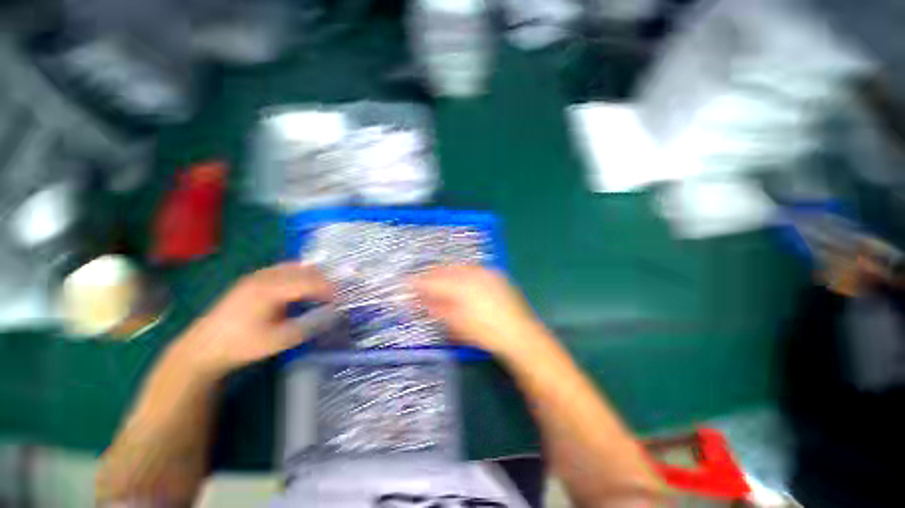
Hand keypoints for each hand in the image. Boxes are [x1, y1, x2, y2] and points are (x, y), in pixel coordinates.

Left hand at [176, 263, 332, 375]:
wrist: (204, 346)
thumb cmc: (243, 344)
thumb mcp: (280, 340)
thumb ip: (310, 325)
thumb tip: (334, 314)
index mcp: (272, 289)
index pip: (311, 281)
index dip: (330, 289)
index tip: (341, 300)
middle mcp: (266, 275)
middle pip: (305, 270)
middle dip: (325, 281)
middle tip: (335, 297)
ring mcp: (258, 274)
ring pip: (296, 267)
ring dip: (313, 277)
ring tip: (322, 292)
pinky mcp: (253, 278)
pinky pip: (284, 269)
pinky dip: (300, 275)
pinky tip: (301, 287)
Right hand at [412, 266, 547, 357]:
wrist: (520, 334)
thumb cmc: (486, 333)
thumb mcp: (457, 325)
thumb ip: (437, 309)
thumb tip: (420, 300)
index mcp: (461, 287)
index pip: (432, 281)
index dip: (417, 283)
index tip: (406, 285)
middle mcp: (472, 273)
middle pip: (443, 270)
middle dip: (429, 276)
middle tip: (419, 284)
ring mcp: (485, 272)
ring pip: (457, 267)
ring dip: (444, 273)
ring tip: (436, 282)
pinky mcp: (494, 274)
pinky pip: (471, 268)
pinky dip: (459, 272)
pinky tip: (457, 281)